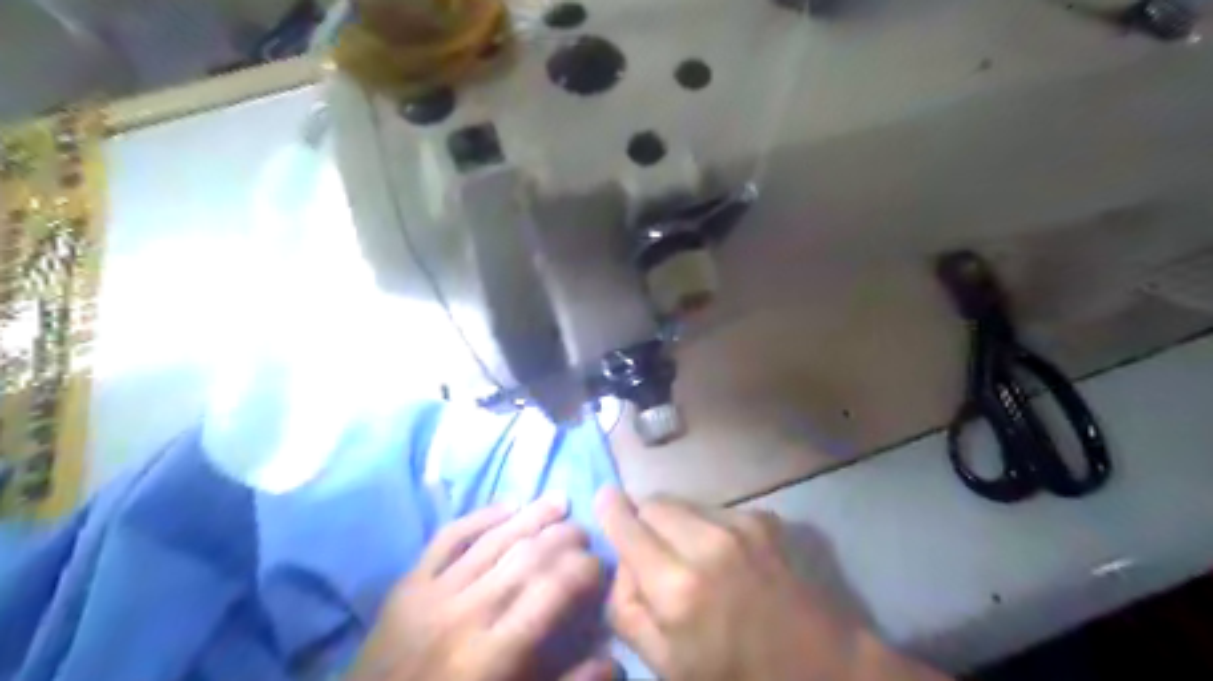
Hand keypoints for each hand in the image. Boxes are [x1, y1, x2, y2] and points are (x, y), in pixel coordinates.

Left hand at [352, 497, 616, 680]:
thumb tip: (613, 658)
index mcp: (492, 654)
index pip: (551, 592)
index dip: (582, 570)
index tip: (599, 564)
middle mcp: (465, 614)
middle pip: (526, 558)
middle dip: (563, 538)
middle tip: (584, 532)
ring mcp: (433, 594)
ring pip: (493, 541)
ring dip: (531, 516)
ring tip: (560, 501)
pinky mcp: (408, 584)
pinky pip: (448, 537)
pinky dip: (481, 516)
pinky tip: (508, 504)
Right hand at [595, 489, 947, 680]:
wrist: (819, 664)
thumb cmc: (736, 673)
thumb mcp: (666, 664)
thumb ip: (626, 609)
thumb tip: (619, 563)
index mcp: (677, 587)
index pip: (628, 525)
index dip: (610, 510)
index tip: (602, 499)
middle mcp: (707, 543)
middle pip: (653, 503)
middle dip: (642, 519)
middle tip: (648, 546)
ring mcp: (740, 525)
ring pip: (682, 501)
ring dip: (673, 519)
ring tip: (687, 552)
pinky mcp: (763, 518)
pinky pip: (714, 507)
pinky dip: (704, 523)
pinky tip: (721, 553)